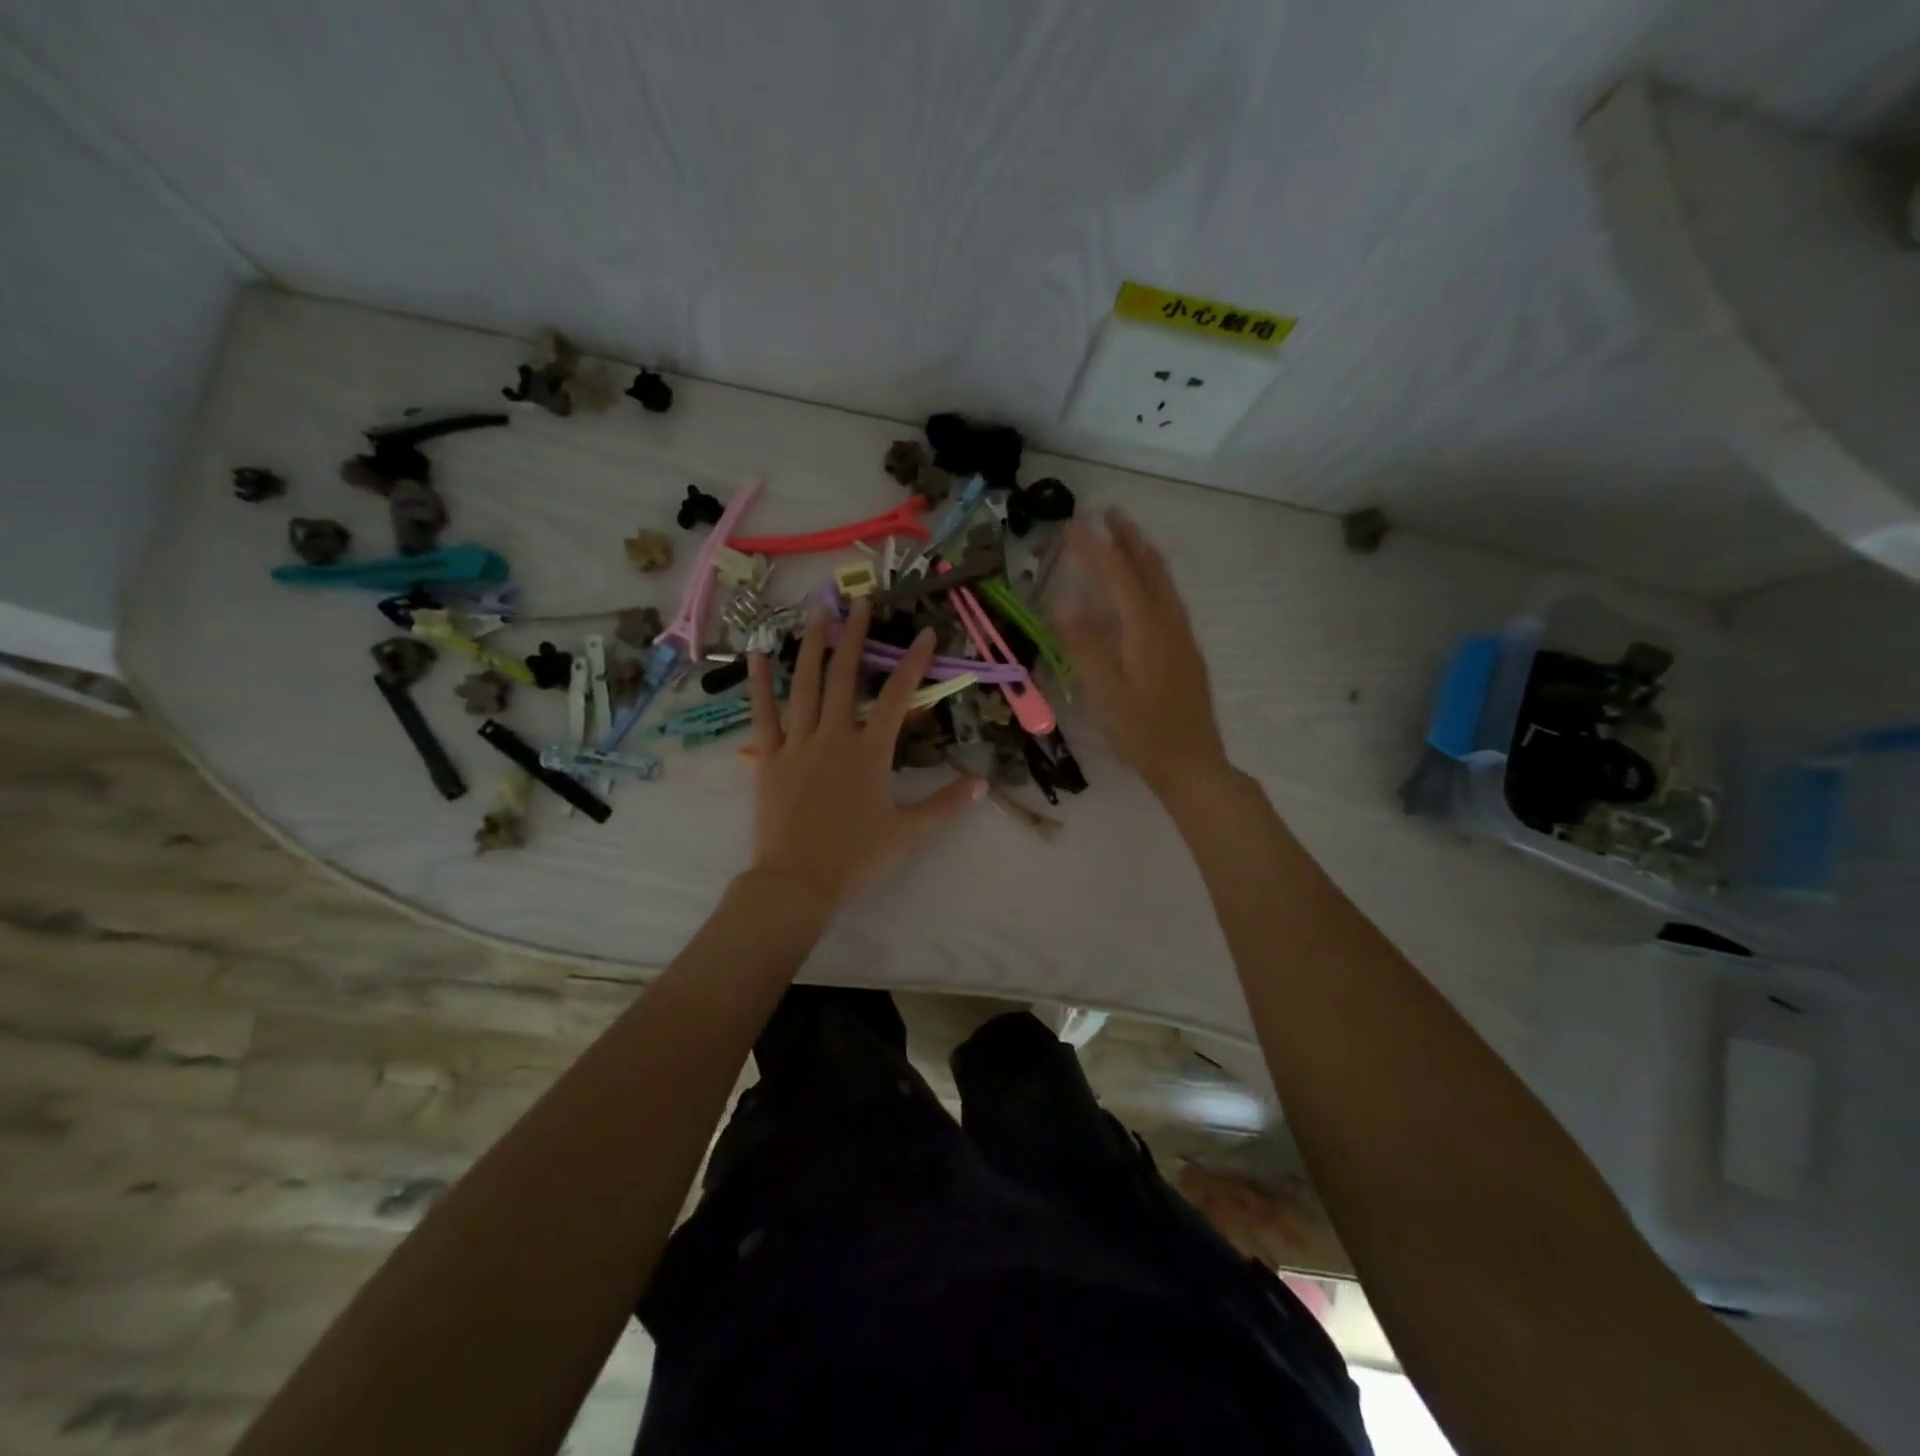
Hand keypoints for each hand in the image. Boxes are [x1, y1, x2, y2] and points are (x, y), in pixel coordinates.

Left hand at [745, 599, 984, 909]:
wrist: (798, 882)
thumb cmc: (856, 857)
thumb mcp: (909, 832)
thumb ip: (945, 804)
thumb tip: (982, 784)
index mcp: (869, 752)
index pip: (895, 697)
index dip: (912, 663)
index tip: (925, 633)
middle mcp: (834, 736)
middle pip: (845, 676)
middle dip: (856, 636)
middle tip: (861, 602)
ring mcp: (798, 744)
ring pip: (805, 685)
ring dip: (812, 645)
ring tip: (818, 611)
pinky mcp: (770, 757)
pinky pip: (764, 714)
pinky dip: (759, 683)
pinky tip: (757, 655)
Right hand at [1055, 509, 1231, 798]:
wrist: (1192, 762)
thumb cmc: (1143, 732)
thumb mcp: (1105, 693)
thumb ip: (1084, 647)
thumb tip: (1061, 605)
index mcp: (1146, 629)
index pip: (1118, 575)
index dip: (1094, 548)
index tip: (1071, 526)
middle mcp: (1169, 623)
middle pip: (1150, 568)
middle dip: (1129, 538)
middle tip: (1109, 514)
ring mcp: (1182, 636)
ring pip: (1163, 582)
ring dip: (1143, 554)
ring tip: (1124, 539)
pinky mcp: (1185, 650)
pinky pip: (1168, 599)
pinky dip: (1151, 578)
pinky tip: (1141, 590)